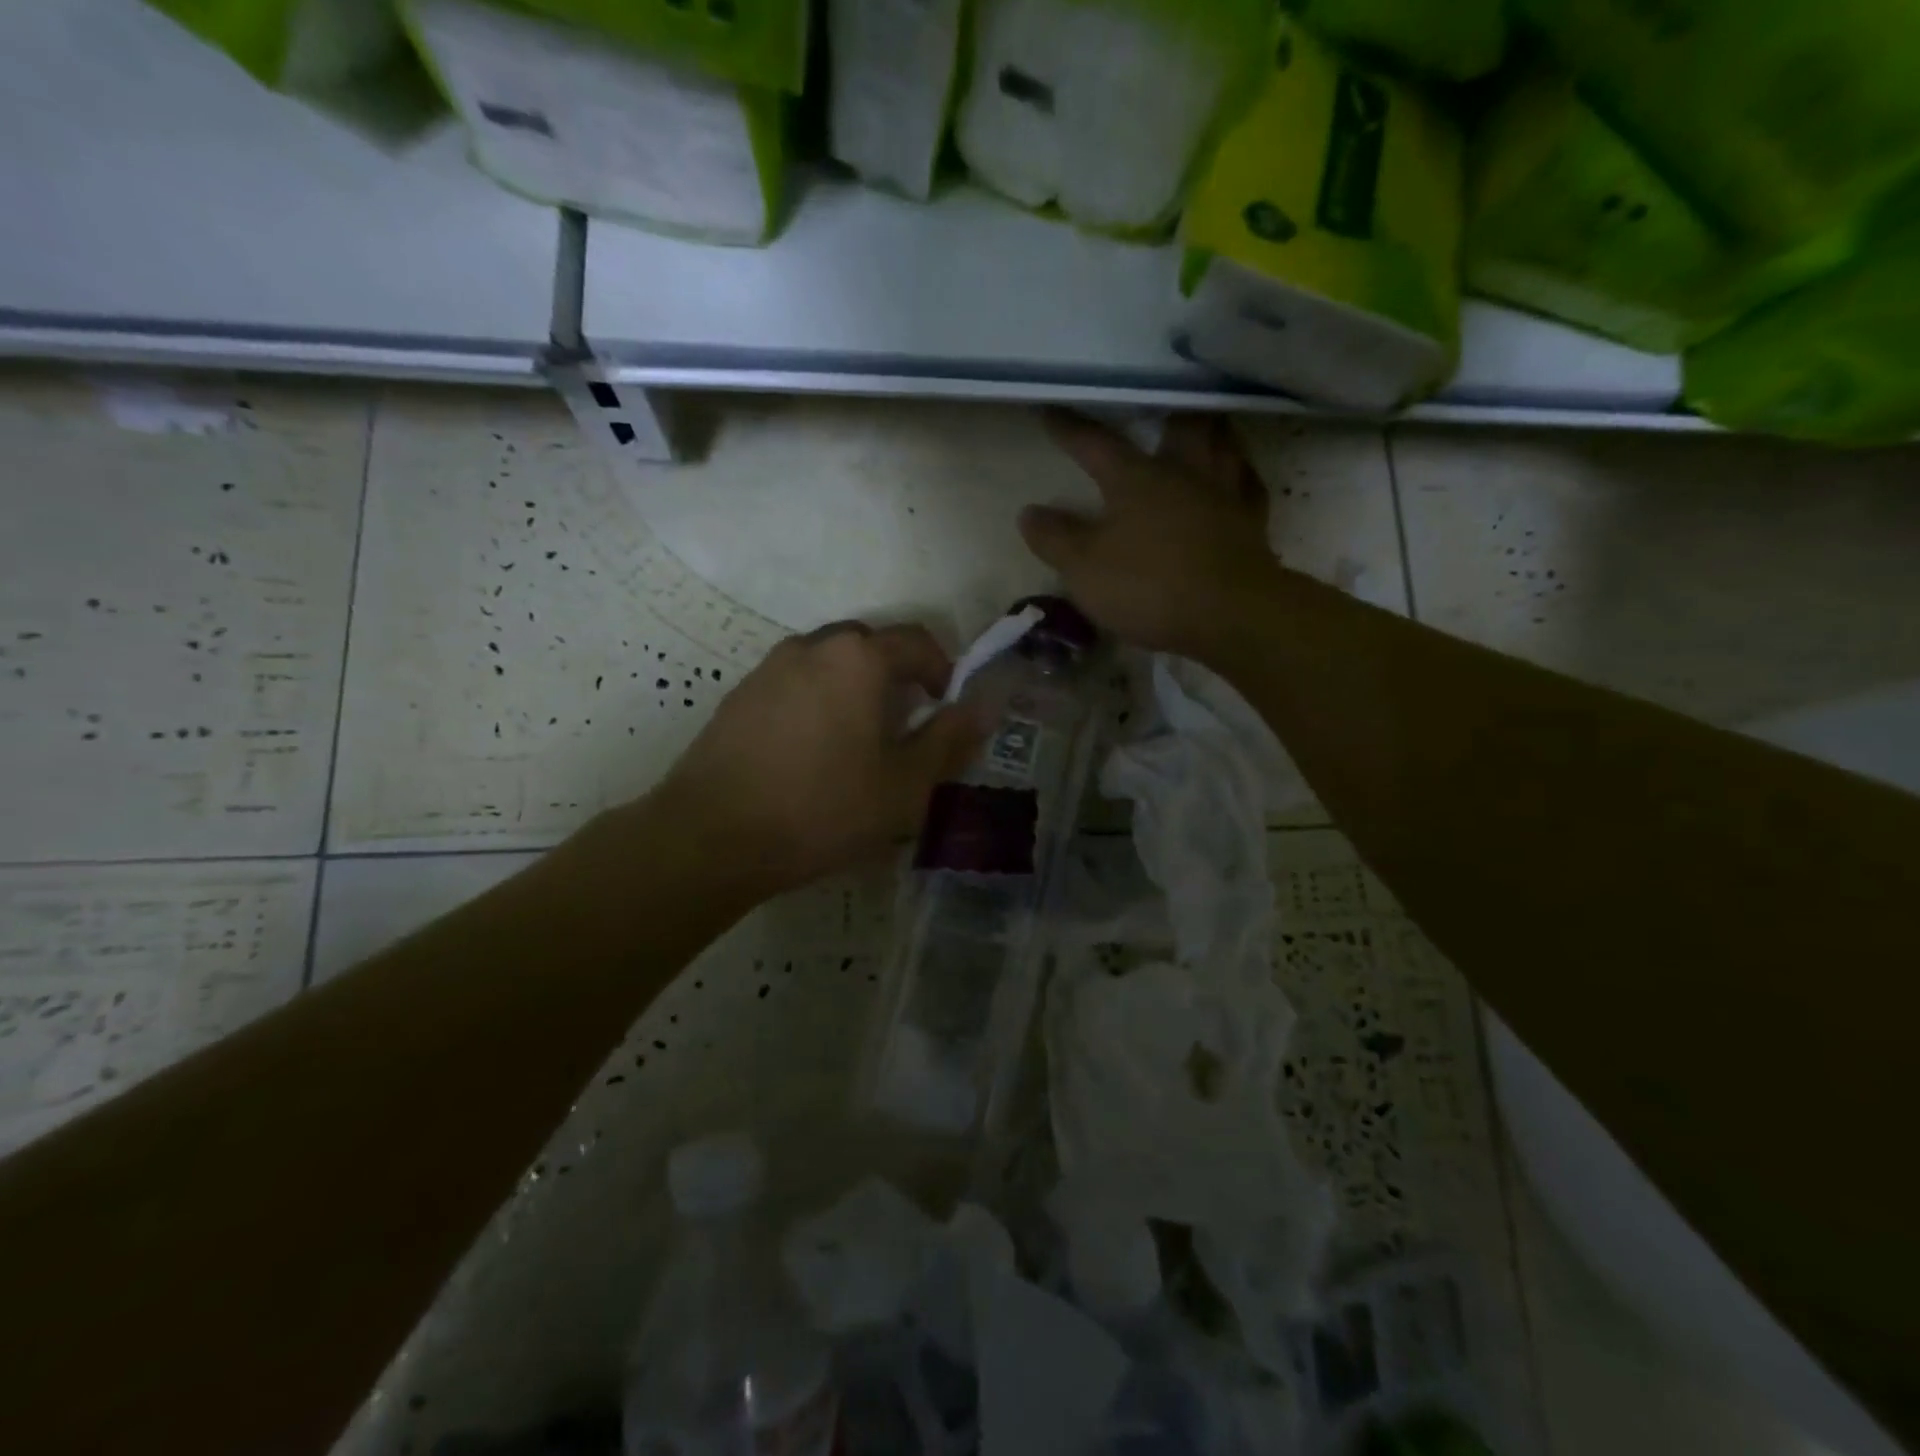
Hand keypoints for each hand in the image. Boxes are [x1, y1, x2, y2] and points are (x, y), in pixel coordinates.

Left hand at [647, 623, 986, 899]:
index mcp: (858, 658)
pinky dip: (817, 702)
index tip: (947, 706)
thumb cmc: (823, 808)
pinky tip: (812, 752)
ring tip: (858, 741)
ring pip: (828, 664)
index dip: (942, 670)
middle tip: (906, 724)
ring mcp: (769, 668)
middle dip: (896, 676)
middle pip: (869, 646)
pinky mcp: (739, 695)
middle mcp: (812, 646)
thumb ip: (949, 740)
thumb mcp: (904, 785)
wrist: (713, 835)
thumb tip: (982, 707)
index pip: (916, 641)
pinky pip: (794, 684)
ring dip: (854, 688)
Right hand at [1020, 411, 1281, 659]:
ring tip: (1203, 425)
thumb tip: (1029, 512)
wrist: (1229, 615)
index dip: (1070, 429)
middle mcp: (1184, 474)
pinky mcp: (1252, 524)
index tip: (1050, 410)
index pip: (1096, 445)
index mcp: (1137, 479)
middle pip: (1178, 426)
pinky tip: (1238, 476)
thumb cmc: (1148, 586)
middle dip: (1164, 410)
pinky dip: (1241, 474)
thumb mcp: (1083, 568)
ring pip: (1222, 444)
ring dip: (1210, 431)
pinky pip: (1249, 485)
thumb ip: (1055, 538)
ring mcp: (1224, 495)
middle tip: (1158, 402)